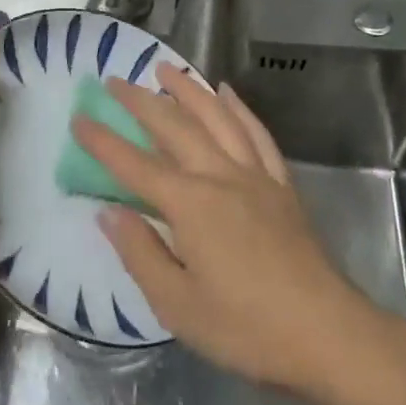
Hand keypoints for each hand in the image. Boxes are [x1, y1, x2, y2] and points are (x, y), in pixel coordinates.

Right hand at [73, 65, 367, 392]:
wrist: (326, 335)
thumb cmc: (245, 328)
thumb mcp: (177, 304)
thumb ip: (140, 252)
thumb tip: (109, 212)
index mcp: (190, 205)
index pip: (134, 165)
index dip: (103, 141)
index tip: (79, 118)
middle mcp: (221, 177)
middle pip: (175, 128)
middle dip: (141, 102)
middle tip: (115, 80)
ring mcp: (256, 177)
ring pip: (218, 118)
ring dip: (189, 90)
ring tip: (166, 69)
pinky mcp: (282, 186)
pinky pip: (258, 135)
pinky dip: (240, 109)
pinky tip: (228, 94)